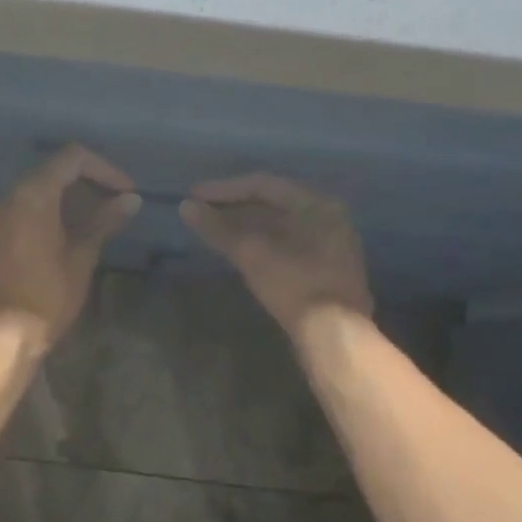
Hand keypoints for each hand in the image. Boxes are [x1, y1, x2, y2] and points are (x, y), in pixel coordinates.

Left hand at [0, 145, 140, 347]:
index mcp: (31, 195)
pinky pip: (7, 226)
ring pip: (25, 202)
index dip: (104, 169)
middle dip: (81, 187)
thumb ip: (103, 222)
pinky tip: (45, 253)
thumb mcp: (81, 258)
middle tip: (108, 208)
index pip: (71, 159)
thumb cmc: (47, 297)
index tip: (125, 191)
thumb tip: (130, 200)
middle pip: (46, 176)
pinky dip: (31, 228)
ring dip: (55, 208)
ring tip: (81, 231)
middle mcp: (3, 200)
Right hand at [180, 173, 373, 338]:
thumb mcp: (251, 253)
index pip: (263, 185)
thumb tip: (186, 207)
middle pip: (274, 203)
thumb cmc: (294, 284)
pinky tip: (242, 252)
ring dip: (247, 225)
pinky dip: (262, 242)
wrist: (335, 336)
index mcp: (316, 204)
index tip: (195, 196)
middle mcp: (329, 217)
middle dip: (235, 206)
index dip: (224, 189)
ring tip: (216, 230)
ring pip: (281, 225)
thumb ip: (218, 228)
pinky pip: (289, 243)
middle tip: (203, 211)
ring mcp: (333, 244)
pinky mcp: (328, 269)